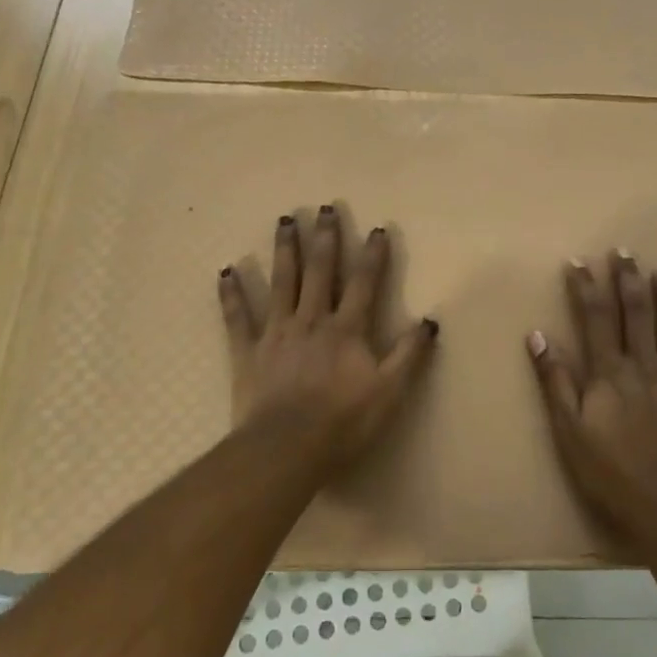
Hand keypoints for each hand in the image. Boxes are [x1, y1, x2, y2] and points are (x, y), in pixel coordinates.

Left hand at [219, 205, 437, 467]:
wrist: (286, 448)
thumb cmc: (343, 422)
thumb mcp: (389, 391)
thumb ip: (409, 354)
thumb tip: (430, 320)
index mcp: (346, 329)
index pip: (364, 283)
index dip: (372, 256)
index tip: (377, 229)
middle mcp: (311, 320)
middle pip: (320, 272)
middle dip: (324, 238)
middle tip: (324, 208)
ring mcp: (276, 333)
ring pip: (281, 282)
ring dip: (284, 250)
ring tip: (284, 220)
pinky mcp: (248, 351)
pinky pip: (237, 317)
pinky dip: (231, 294)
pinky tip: (226, 271)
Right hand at [527, 252, 656, 540]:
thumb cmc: (611, 474)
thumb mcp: (569, 432)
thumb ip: (556, 382)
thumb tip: (537, 336)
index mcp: (610, 374)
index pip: (596, 318)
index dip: (586, 287)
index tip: (579, 261)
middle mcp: (646, 368)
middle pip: (637, 314)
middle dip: (629, 279)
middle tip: (625, 252)